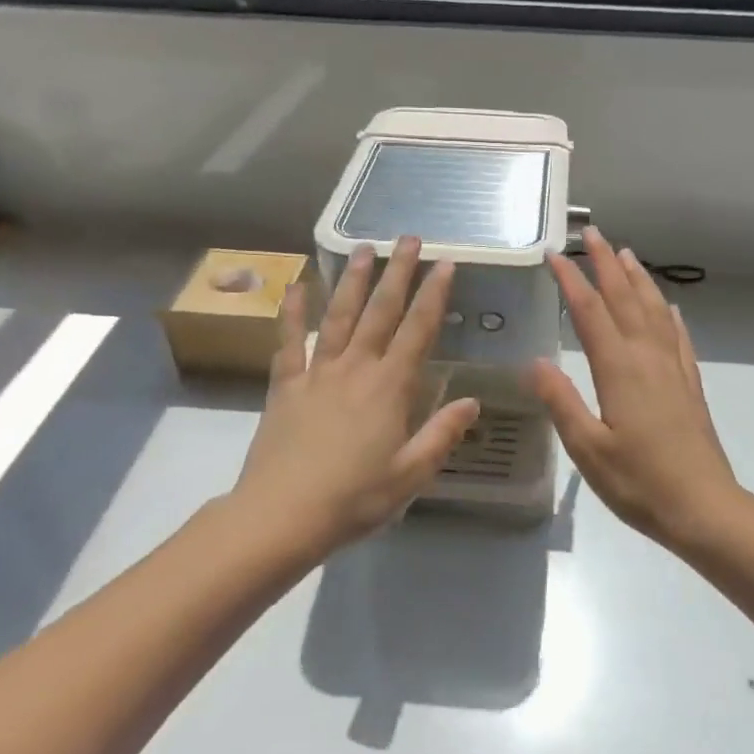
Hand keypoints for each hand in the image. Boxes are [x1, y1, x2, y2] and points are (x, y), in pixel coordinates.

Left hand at [234, 236, 479, 549]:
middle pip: (380, 311)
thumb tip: (472, 402)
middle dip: (397, 272)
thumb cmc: (353, 499)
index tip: (445, 263)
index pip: (418, 331)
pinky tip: (297, 285)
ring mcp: (317, 372)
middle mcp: (356, 369)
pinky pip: (290, 341)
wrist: (281, 515)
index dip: (434, 295)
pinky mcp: (286, 385)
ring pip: (339, 316)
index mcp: (389, 388)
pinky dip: (293, 311)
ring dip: (353, 280)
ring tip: (363, 248)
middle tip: (408, 238)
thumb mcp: (409, 475)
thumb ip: (442, 435)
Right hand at [529, 227, 739, 545]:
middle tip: (592, 233)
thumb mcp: (588, 450)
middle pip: (625, 299)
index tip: (554, 254)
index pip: (589, 312)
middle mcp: (648, 358)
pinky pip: (679, 337)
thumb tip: (535, 361)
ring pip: (654, 310)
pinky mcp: (690, 384)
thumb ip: (561, 402)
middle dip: (606, 264)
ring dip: (638, 279)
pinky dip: (670, 315)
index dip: (571, 280)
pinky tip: (670, 307)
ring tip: (626, 254)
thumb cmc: (639, 483)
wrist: (705, 508)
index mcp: (619, 370)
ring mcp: (673, 369)